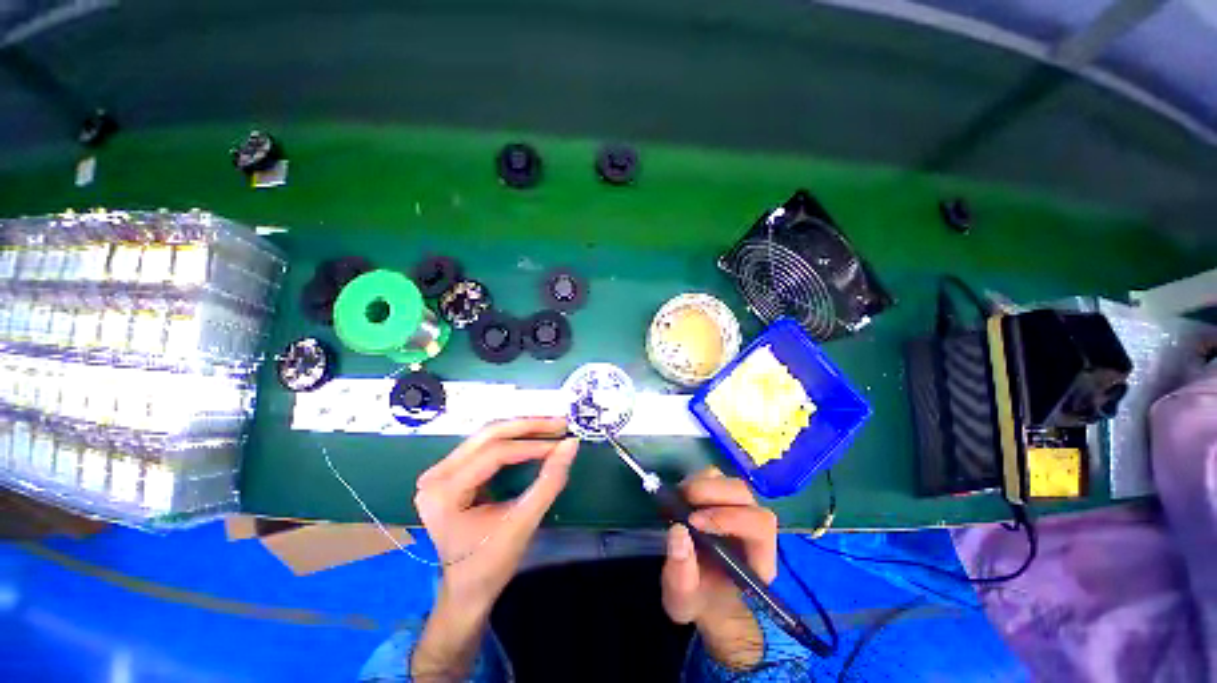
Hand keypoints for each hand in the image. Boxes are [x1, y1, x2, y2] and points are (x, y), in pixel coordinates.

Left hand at [414, 417, 578, 610]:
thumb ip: (549, 481)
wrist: (466, 589)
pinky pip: (485, 445)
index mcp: (444, 493)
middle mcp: (436, 475)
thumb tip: (571, 444)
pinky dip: (513, 438)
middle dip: (528, 426)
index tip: (562, 442)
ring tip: (551, 427)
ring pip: (487, 435)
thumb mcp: (523, 523)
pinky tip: (533, 436)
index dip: (532, 446)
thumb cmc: (491, 563)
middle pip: (488, 436)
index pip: (494, 454)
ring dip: (522, 428)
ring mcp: (440, 471)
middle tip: (560, 424)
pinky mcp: (450, 471)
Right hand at [661, 467, 777, 668]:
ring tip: (679, 499)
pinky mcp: (720, 496)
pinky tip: (680, 496)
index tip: (694, 522)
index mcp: (758, 558)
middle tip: (683, 500)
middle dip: (713, 492)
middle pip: (744, 494)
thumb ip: (681, 573)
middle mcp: (753, 526)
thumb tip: (678, 531)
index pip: (759, 525)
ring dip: (702, 484)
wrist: (699, 592)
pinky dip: (695, 479)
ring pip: (728, 481)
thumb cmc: (698, 600)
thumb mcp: (682, 600)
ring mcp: (737, 507)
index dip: (729, 517)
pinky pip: (713, 476)